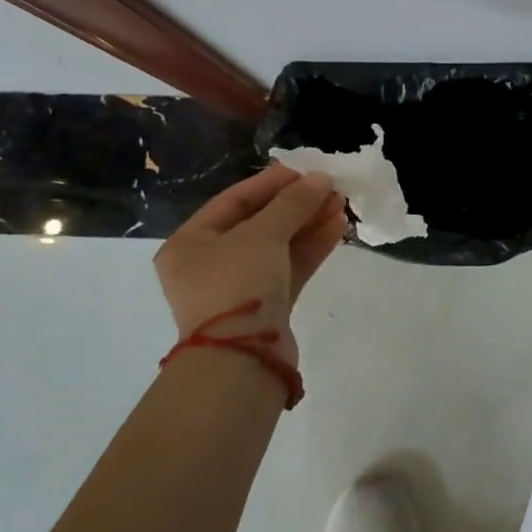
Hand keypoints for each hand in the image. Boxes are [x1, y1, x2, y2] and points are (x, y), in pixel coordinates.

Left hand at [154, 166, 348, 364]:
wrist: (242, 361)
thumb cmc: (237, 284)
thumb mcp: (262, 234)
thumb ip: (292, 202)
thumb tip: (321, 178)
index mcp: (190, 243)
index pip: (234, 201)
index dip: (271, 183)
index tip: (305, 170)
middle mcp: (209, 264)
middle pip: (258, 223)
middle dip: (296, 204)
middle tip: (329, 187)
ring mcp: (238, 288)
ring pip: (278, 246)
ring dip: (308, 223)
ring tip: (341, 203)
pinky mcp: (265, 307)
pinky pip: (288, 268)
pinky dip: (311, 248)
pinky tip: (337, 227)